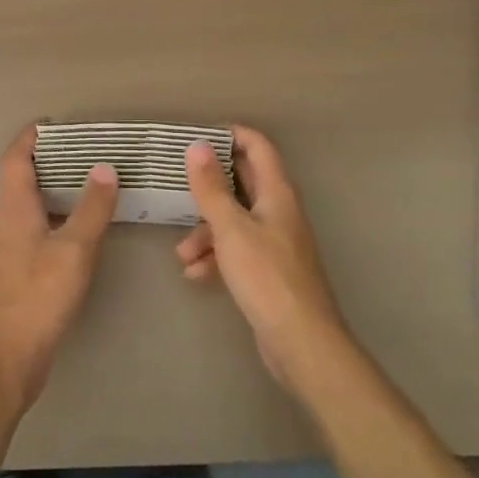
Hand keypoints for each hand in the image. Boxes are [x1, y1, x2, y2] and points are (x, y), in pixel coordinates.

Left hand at [0, 127, 119, 408]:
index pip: (15, 158)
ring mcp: (16, 245)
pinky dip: (62, 213)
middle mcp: (10, 220)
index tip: (55, 123)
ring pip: (34, 202)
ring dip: (57, 185)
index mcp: (15, 207)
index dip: (30, 137)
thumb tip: (105, 167)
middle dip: (50, 157)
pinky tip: (87, 223)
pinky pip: (42, 225)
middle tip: (86, 147)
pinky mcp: (24, 267)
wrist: (10, 354)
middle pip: (24, 176)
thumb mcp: (73, 249)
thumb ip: (91, 208)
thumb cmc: (39, 295)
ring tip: (93, 177)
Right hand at [177, 125, 354, 397]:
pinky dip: (216, 257)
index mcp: (277, 193)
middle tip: (177, 180)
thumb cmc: (266, 277)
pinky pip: (236, 250)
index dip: (231, 135)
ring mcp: (275, 242)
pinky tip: (197, 275)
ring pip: (234, 220)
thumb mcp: (231, 229)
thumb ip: (212, 188)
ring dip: (206, 231)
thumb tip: (197, 146)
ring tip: (183, 254)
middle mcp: (278, 211)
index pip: (258, 147)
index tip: (198, 136)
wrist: (301, 342)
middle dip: (209, 185)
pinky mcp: (268, 270)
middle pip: (242, 182)